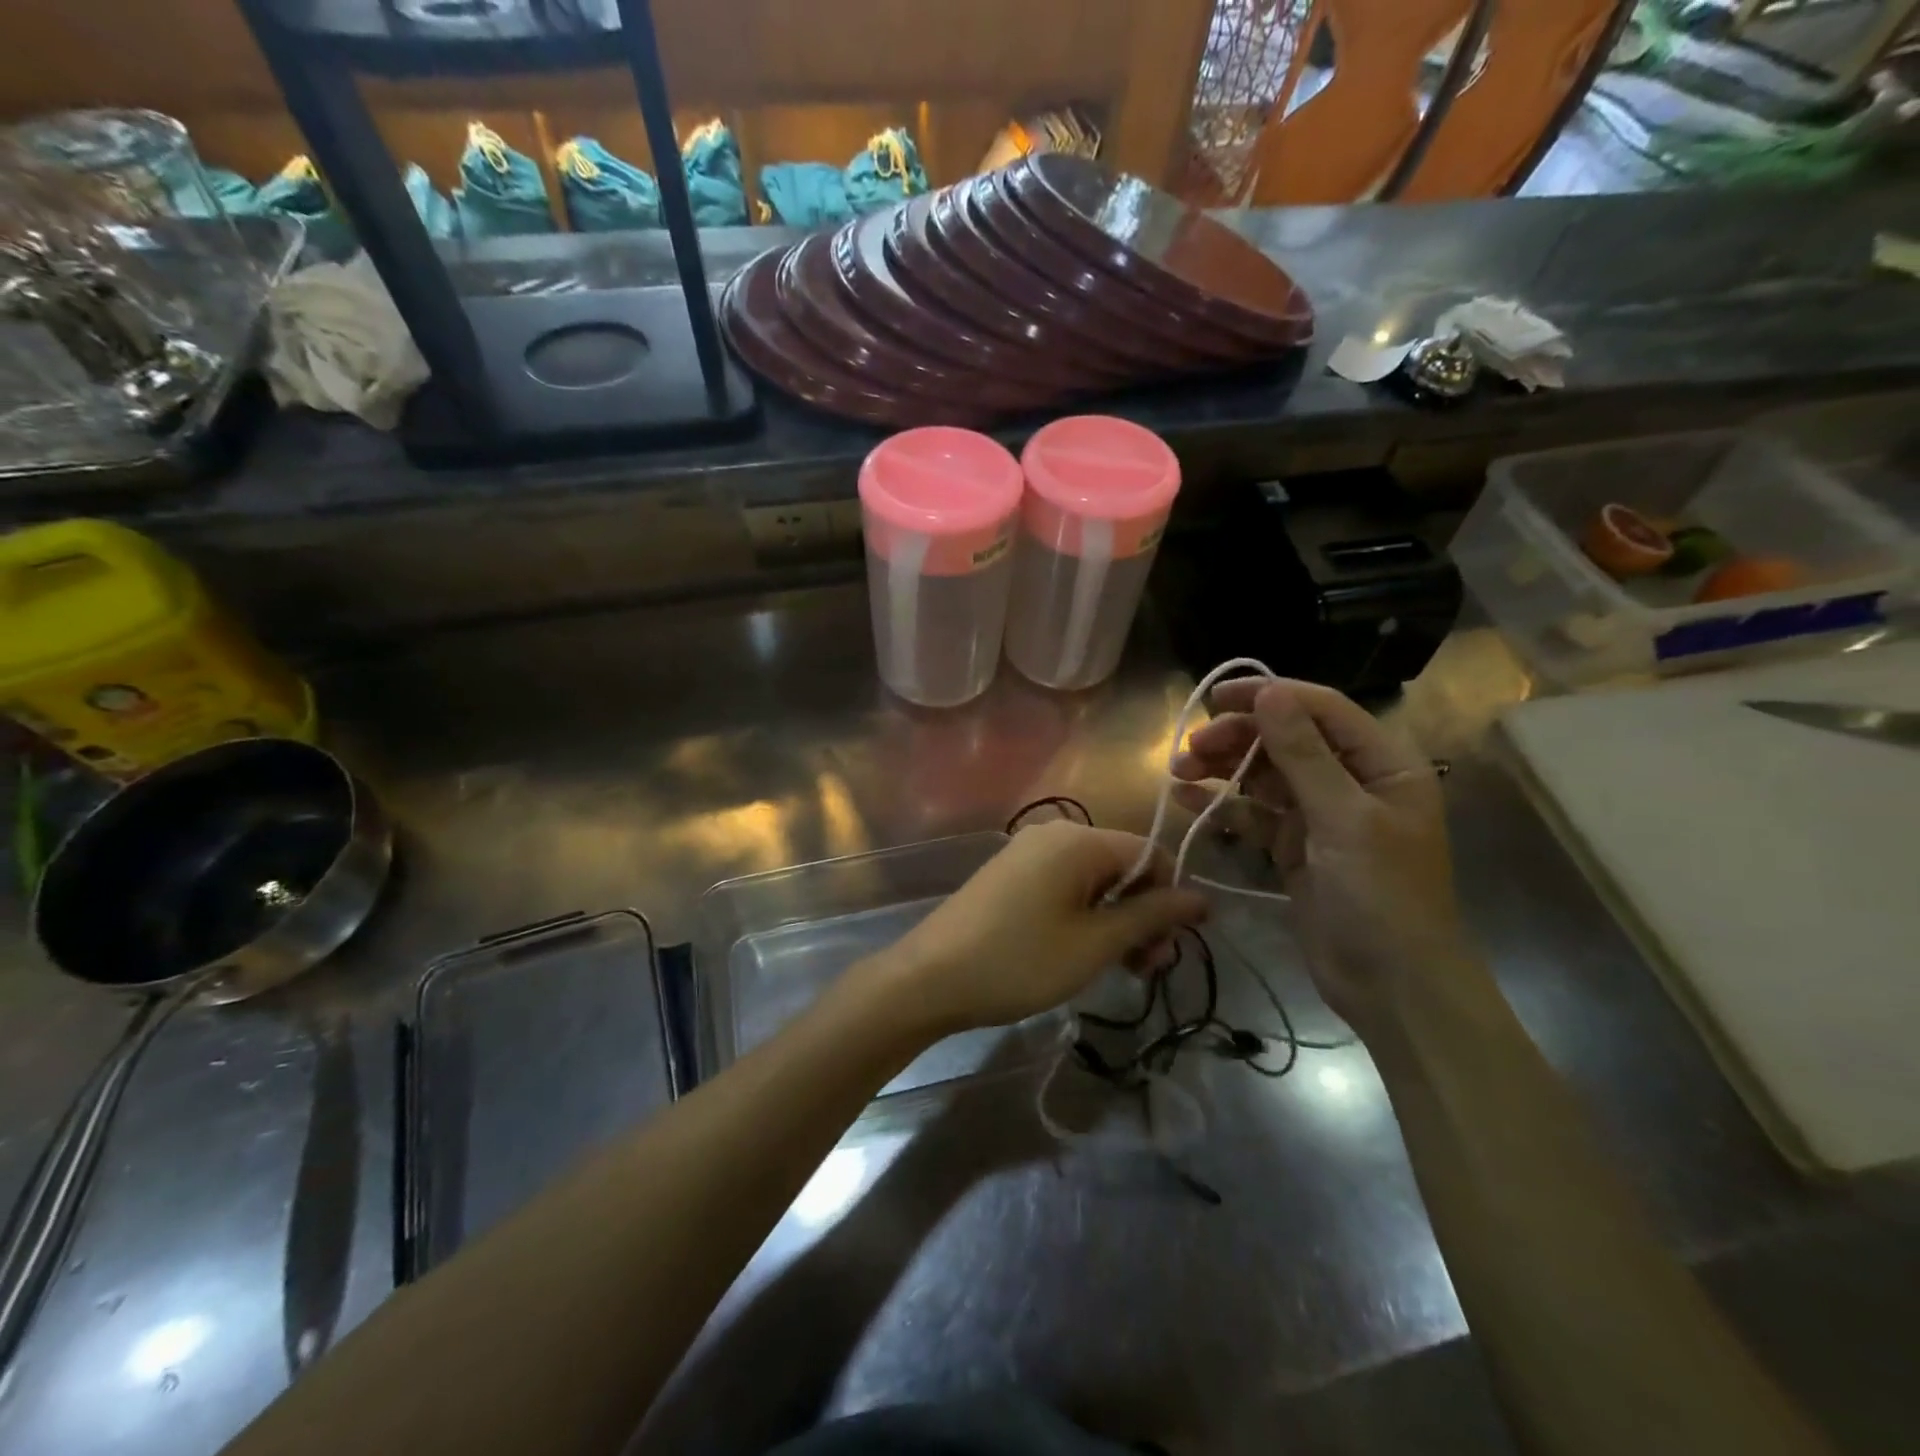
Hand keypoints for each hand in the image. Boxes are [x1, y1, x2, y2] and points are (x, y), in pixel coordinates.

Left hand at [871, 821, 1208, 1037]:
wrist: (929, 978)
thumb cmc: (1020, 960)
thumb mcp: (1095, 944)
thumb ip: (1150, 916)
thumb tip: (1201, 898)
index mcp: (1079, 839)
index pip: (1151, 855)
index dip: (1169, 900)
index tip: (1167, 951)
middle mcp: (1054, 834)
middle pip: (1122, 867)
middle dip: (1141, 915)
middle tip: (1145, 969)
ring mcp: (1027, 853)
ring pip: (1093, 880)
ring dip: (1114, 921)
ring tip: (1116, 969)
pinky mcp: (1009, 874)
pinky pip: (1063, 886)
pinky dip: (1083, 916)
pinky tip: (1079, 953)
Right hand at [1170, 678, 1474, 1031]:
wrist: (1391, 986)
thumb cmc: (1381, 896)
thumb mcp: (1344, 819)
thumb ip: (1303, 754)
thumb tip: (1269, 692)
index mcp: (1383, 764)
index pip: (1321, 710)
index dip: (1269, 696)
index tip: (1215, 698)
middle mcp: (1351, 781)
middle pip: (1286, 740)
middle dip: (1237, 739)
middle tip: (1190, 747)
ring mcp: (1320, 816)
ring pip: (1264, 776)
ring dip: (1222, 769)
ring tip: (1179, 771)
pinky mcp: (1294, 847)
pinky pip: (1254, 815)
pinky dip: (1222, 806)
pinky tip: (1186, 800)